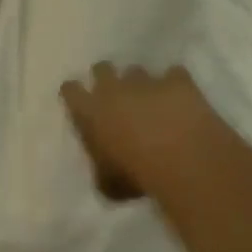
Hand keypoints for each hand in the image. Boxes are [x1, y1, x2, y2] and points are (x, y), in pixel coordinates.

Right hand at [61, 62, 223, 200]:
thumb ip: (100, 167)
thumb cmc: (136, 176)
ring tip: (152, 101)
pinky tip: (181, 99)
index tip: (81, 102)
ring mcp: (146, 81)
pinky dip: (176, 84)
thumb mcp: (107, 183)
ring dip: (141, 84)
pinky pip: (174, 74)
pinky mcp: (177, 80)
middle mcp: (114, 88)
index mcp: (90, 111)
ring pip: (137, 70)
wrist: (181, 162)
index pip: (70, 90)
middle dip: (107, 79)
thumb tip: (104, 167)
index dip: (75, 94)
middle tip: (116, 98)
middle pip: (102, 68)